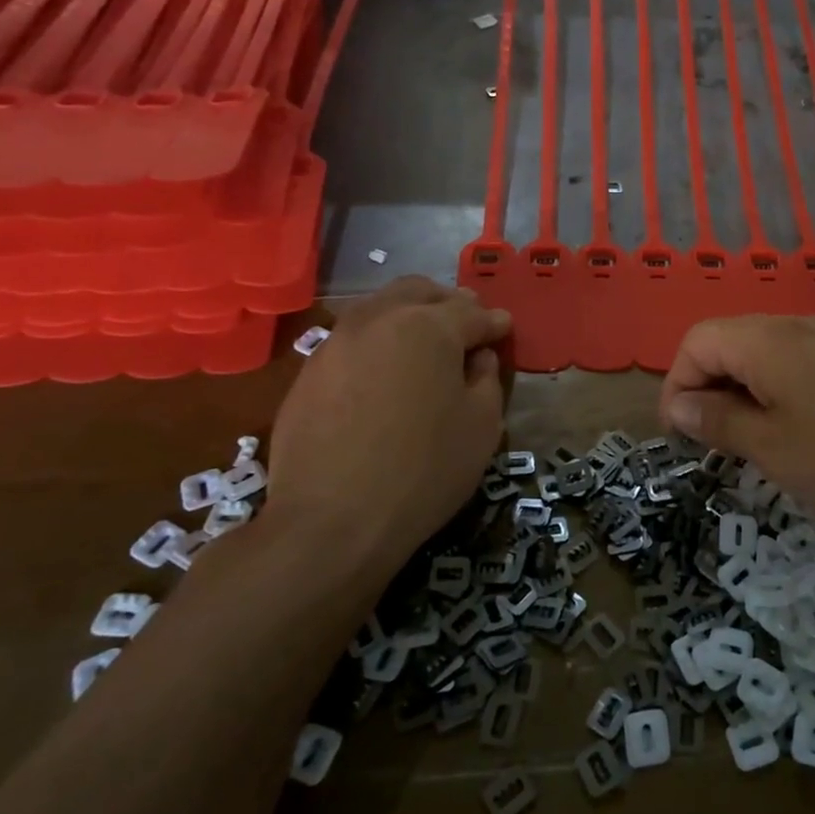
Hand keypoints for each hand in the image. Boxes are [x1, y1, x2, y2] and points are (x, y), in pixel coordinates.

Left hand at [267, 277, 509, 565]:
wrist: (331, 522)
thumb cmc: (423, 471)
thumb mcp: (482, 426)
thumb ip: (487, 378)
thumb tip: (477, 357)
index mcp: (428, 326)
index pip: (472, 313)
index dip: (494, 322)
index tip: (505, 329)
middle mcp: (379, 319)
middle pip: (419, 292)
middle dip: (449, 303)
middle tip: (468, 325)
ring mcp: (336, 342)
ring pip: (380, 308)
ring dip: (410, 315)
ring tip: (427, 344)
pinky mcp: (309, 370)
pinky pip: (353, 339)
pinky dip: (379, 342)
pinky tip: (387, 372)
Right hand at [659, 315, 814, 543]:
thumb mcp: (772, 448)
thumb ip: (718, 421)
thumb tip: (680, 406)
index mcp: (769, 339)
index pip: (698, 341)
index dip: (677, 385)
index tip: (682, 436)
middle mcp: (801, 325)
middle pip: (731, 341)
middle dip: (710, 388)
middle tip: (715, 444)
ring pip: (767, 354)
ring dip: (745, 392)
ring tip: (755, 443)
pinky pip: (802, 364)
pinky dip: (781, 392)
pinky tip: (801, 433)